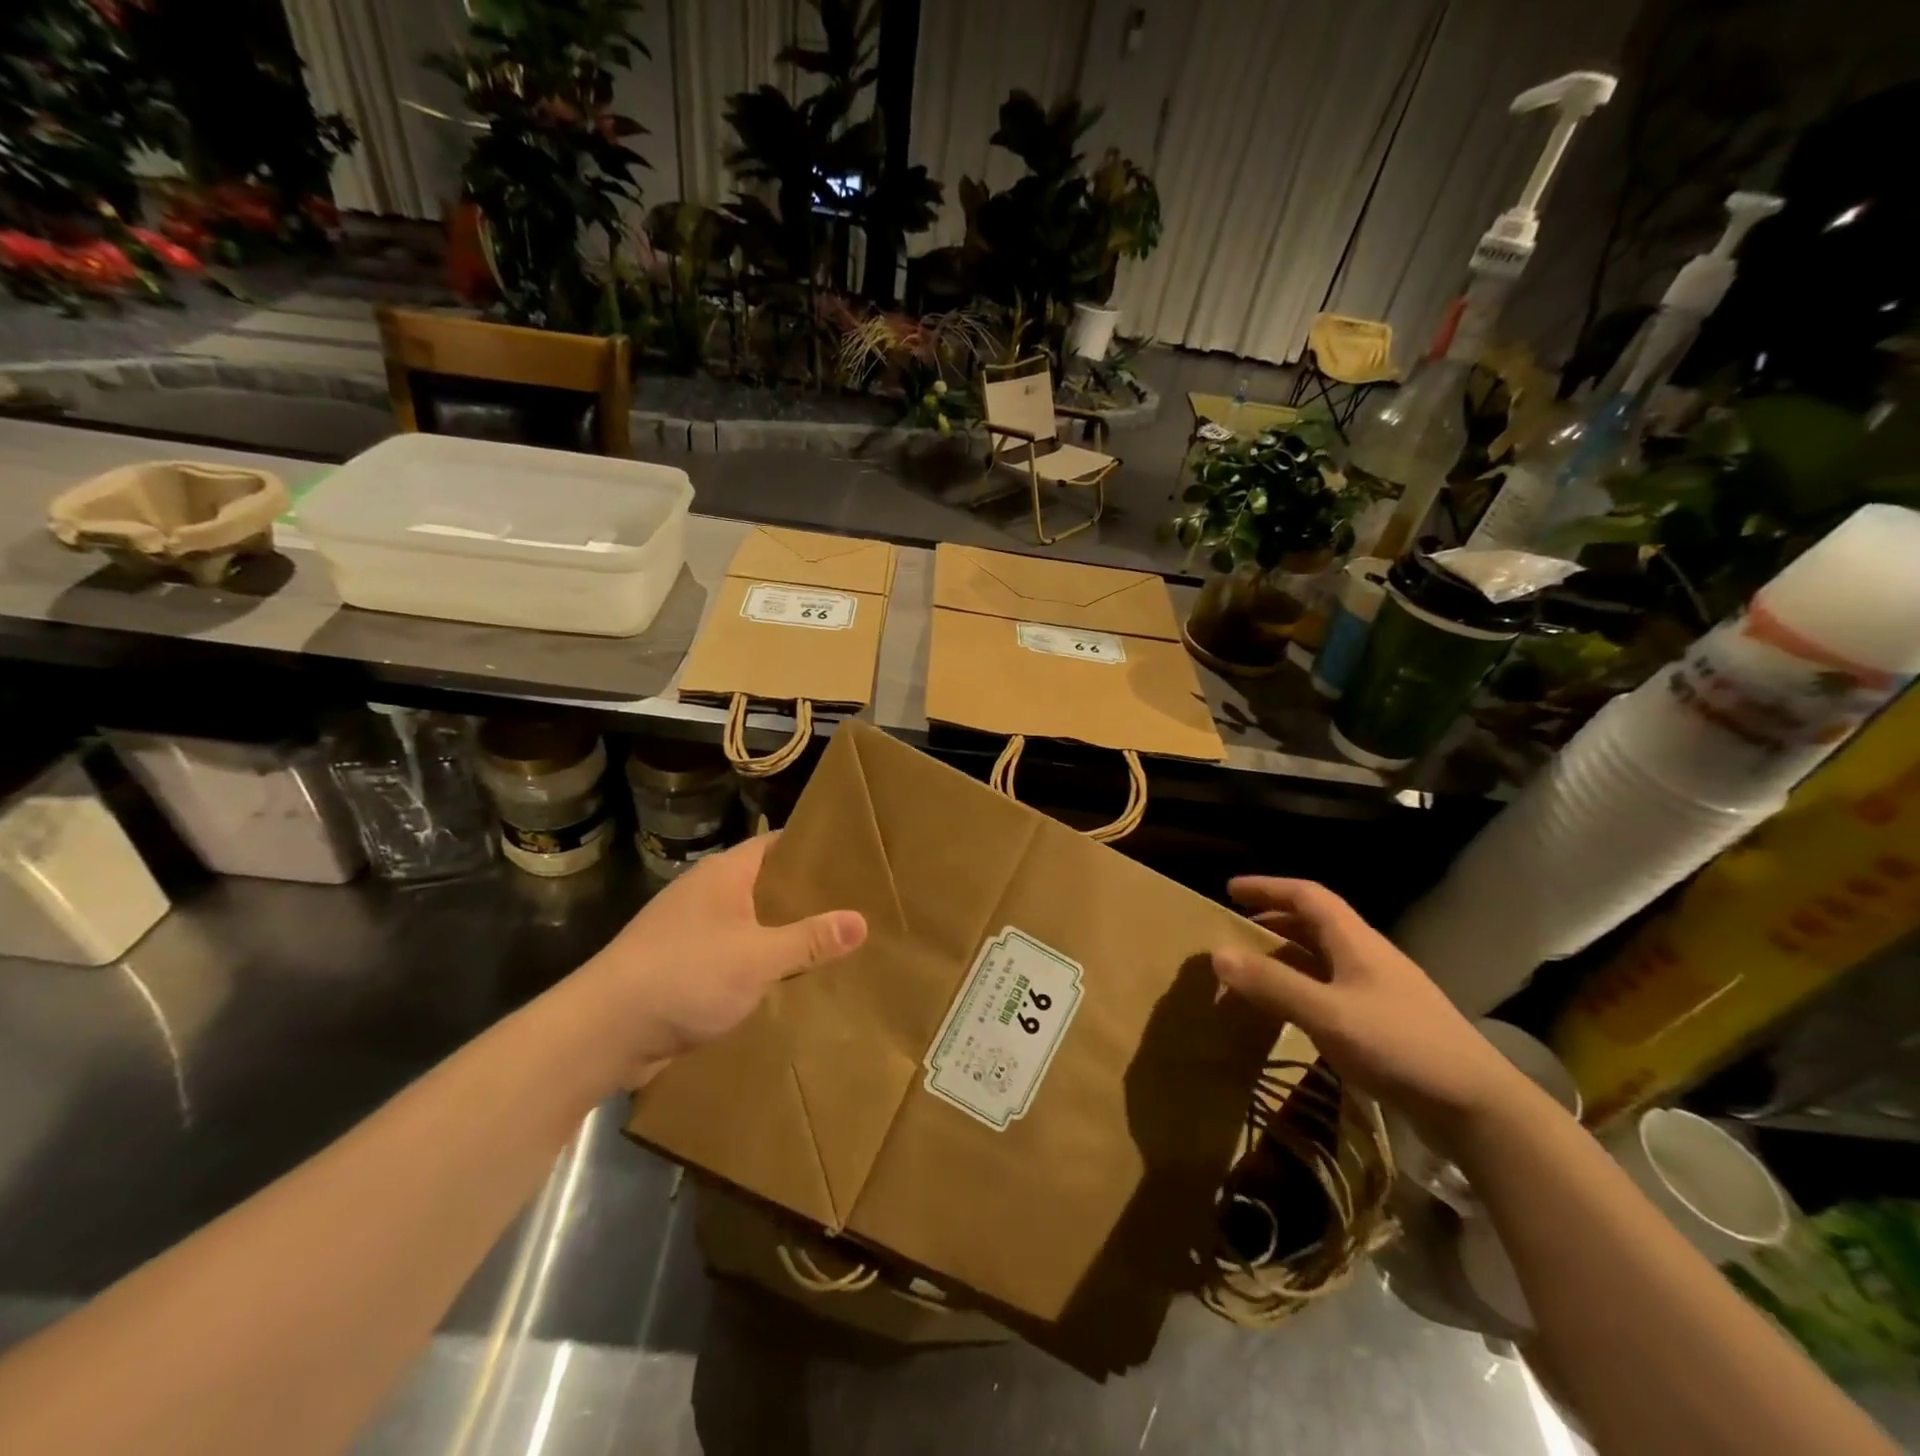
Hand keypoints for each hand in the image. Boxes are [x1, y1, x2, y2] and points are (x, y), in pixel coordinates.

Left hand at [574, 835, 866, 1085]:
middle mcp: (707, 894)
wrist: (603, 1032)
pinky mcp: (682, 967)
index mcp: (724, 875)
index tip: (853, 859)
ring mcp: (691, 931)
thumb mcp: (757, 957)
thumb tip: (861, 921)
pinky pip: (733, 956)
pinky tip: (788, 983)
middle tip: (855, 906)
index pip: (777, 845)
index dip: (813, 849)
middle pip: (766, 885)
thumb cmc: (683, 976)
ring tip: (832, 945)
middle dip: (805, 898)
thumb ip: (809, 939)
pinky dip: (759, 965)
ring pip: (750, 924)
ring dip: (782, 935)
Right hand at [1210, 877, 1526, 1137]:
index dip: (1268, 888)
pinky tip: (1290, 1012)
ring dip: (1286, 956)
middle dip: (1273, 921)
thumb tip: (1217, 954)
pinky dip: (1302, 988)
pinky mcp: (1386, 1022)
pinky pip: (1332, 989)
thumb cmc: (1400, 1046)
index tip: (1230, 890)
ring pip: (1323, 958)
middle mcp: (1368, 957)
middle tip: (1236, 932)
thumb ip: (1272, 984)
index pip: (1307, 896)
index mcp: (1355, 941)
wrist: (1478, 1106)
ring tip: (1253, 971)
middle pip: (1315, 924)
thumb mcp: (1327, 1013)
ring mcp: (1380, 990)